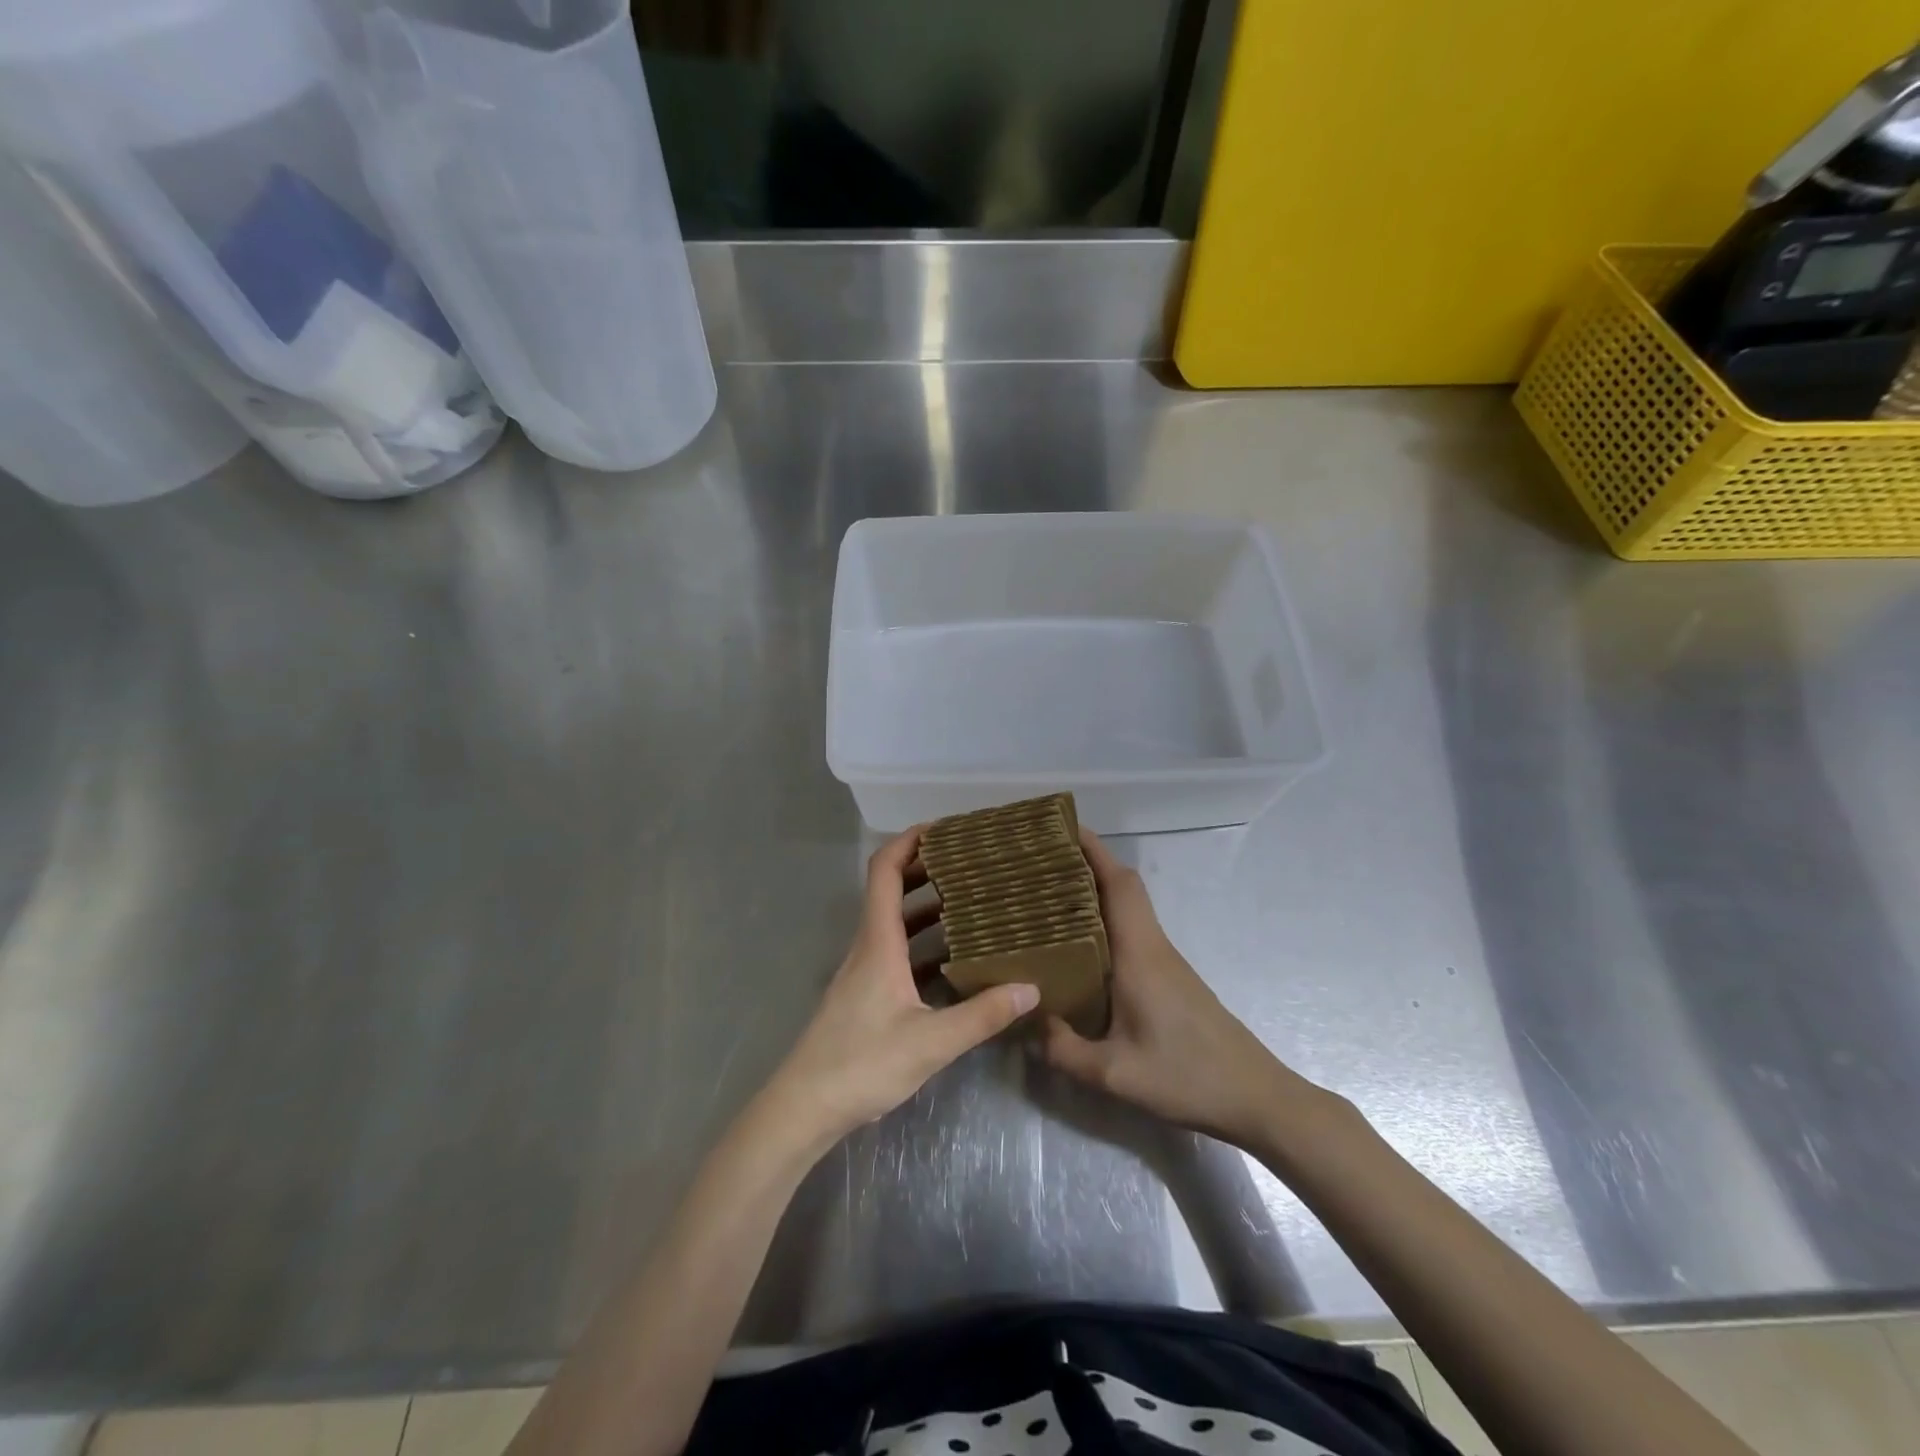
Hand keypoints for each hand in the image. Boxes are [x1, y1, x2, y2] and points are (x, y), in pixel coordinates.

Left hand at [765, 828, 1037, 1148]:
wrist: (804, 1107)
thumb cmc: (861, 1063)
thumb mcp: (930, 1042)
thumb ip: (981, 1015)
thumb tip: (1031, 988)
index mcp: (878, 942)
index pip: (884, 871)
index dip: (908, 841)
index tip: (943, 828)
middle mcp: (868, 946)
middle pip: (890, 889)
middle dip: (926, 868)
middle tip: (970, 862)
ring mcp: (864, 971)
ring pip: (895, 922)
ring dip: (927, 905)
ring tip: (970, 900)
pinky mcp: (865, 994)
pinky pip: (897, 952)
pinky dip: (923, 942)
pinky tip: (953, 959)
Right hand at [1040, 829, 1322, 1147]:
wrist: (1255, 1096)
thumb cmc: (1187, 1076)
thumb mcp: (1116, 1075)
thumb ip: (1065, 1051)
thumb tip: (1028, 1026)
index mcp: (1140, 953)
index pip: (1119, 883)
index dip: (1093, 850)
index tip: (1060, 829)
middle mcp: (1152, 945)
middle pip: (1121, 887)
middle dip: (1084, 864)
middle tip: (1040, 862)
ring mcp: (1163, 960)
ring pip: (1127, 909)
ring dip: (1092, 892)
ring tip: (1047, 897)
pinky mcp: (1168, 978)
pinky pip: (1130, 932)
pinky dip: (1103, 922)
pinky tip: (1078, 947)